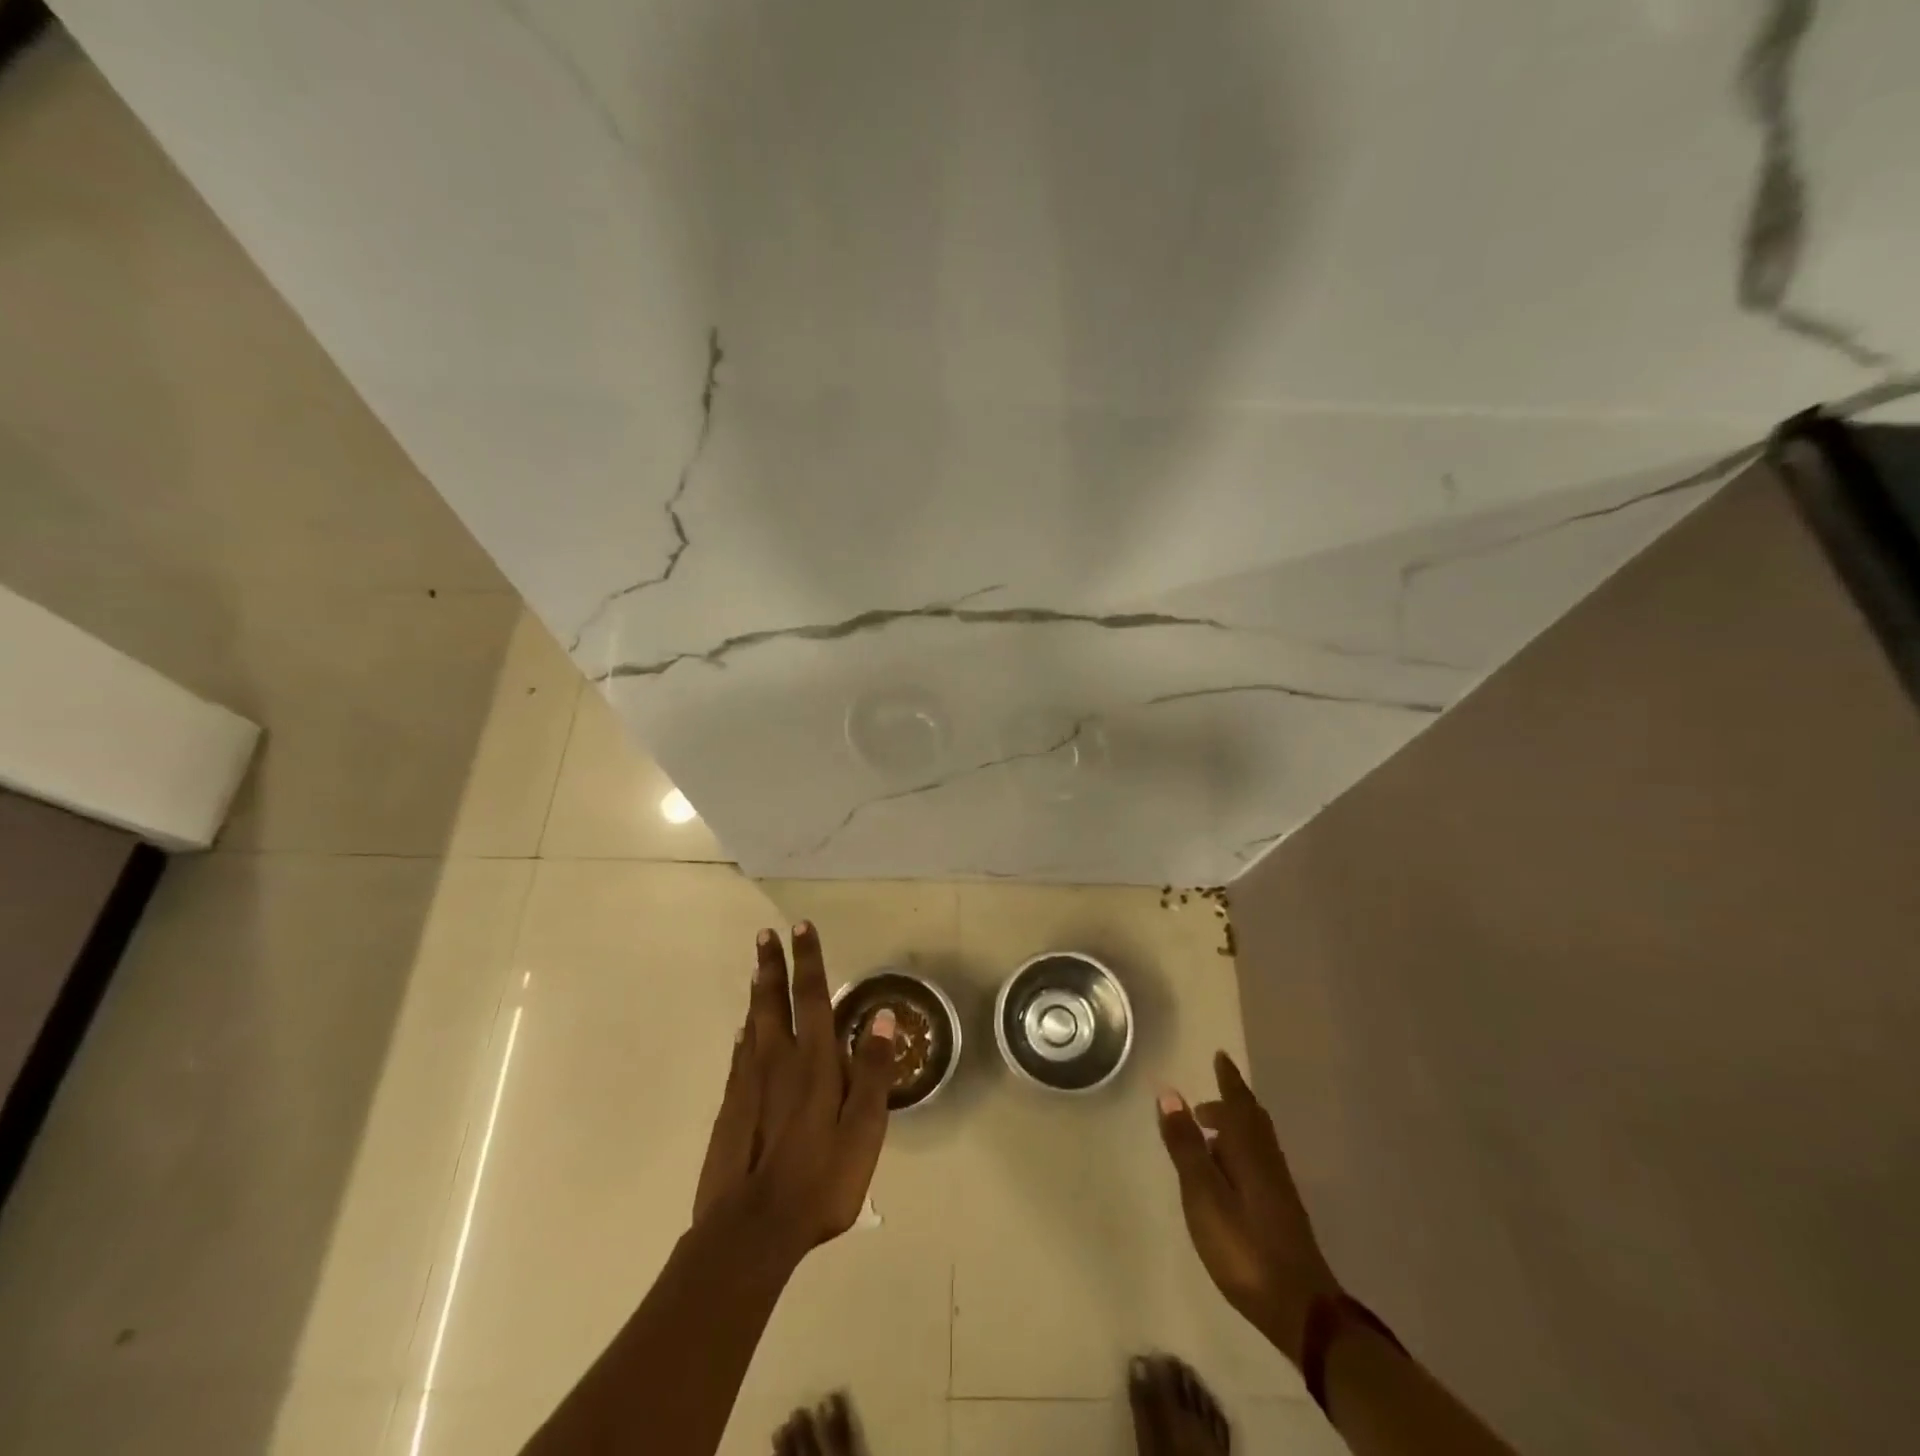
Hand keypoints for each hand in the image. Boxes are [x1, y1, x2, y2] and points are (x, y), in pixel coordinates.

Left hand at [691, 922, 895, 1259]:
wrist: (750, 1231)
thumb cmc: (819, 1181)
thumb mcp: (863, 1130)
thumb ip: (873, 1071)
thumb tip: (880, 1015)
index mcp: (814, 1063)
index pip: (812, 997)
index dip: (809, 960)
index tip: (801, 927)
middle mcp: (778, 1061)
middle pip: (773, 1002)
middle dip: (772, 965)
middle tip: (765, 935)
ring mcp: (748, 1084)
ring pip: (752, 1024)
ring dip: (757, 993)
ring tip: (756, 969)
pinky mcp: (730, 1108)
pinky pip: (738, 1056)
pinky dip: (742, 1034)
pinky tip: (742, 1031)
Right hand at [1156, 1051, 1339, 1365]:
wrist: (1301, 1309)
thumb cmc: (1244, 1246)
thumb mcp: (1203, 1195)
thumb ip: (1186, 1145)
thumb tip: (1170, 1093)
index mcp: (1249, 1150)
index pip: (1238, 1103)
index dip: (1228, 1080)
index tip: (1220, 1056)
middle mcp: (1268, 1161)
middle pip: (1252, 1120)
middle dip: (1230, 1104)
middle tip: (1206, 1100)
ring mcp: (1278, 1188)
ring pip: (1257, 1143)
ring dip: (1236, 1128)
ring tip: (1211, 1133)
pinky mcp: (1281, 1212)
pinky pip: (1259, 1162)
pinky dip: (1242, 1151)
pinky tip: (1230, 1173)